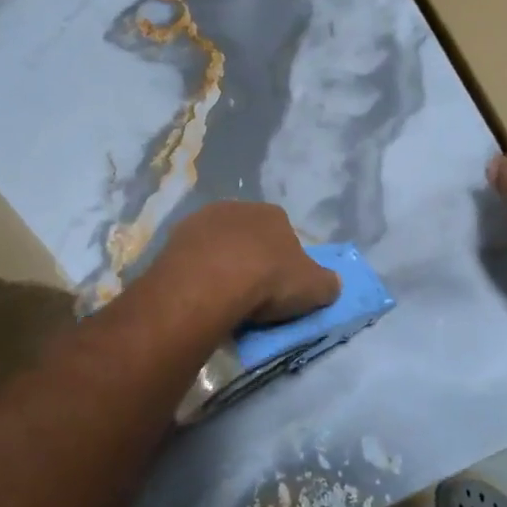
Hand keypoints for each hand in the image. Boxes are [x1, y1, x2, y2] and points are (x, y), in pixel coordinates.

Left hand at [160, 202, 340, 325]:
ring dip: (221, 264)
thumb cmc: (268, 280)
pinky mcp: (173, 239)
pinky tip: (199, 295)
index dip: (284, 261)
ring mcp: (201, 220)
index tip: (280, 287)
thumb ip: (327, 284)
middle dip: (250, 259)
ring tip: (222, 298)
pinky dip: (197, 273)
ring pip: (217, 245)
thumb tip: (332, 283)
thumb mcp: (313, 288)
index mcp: (273, 214)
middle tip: (251, 293)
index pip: (284, 234)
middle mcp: (237, 208)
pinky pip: (192, 258)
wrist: (209, 283)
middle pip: (248, 236)